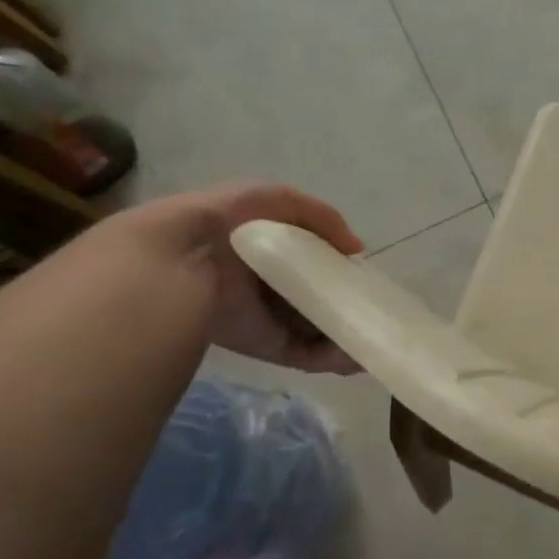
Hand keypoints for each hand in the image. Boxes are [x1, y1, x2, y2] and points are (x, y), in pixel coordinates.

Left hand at [122, 183, 365, 371]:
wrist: (183, 261)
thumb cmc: (230, 221)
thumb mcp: (279, 200)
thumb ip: (323, 218)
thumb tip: (356, 251)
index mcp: (267, 250)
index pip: (311, 262)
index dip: (339, 270)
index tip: (365, 278)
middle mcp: (269, 286)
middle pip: (316, 299)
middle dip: (346, 306)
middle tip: (375, 312)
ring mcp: (268, 318)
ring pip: (315, 330)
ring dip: (346, 336)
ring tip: (375, 339)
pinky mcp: (265, 345)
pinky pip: (305, 355)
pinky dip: (333, 358)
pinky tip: (358, 357)